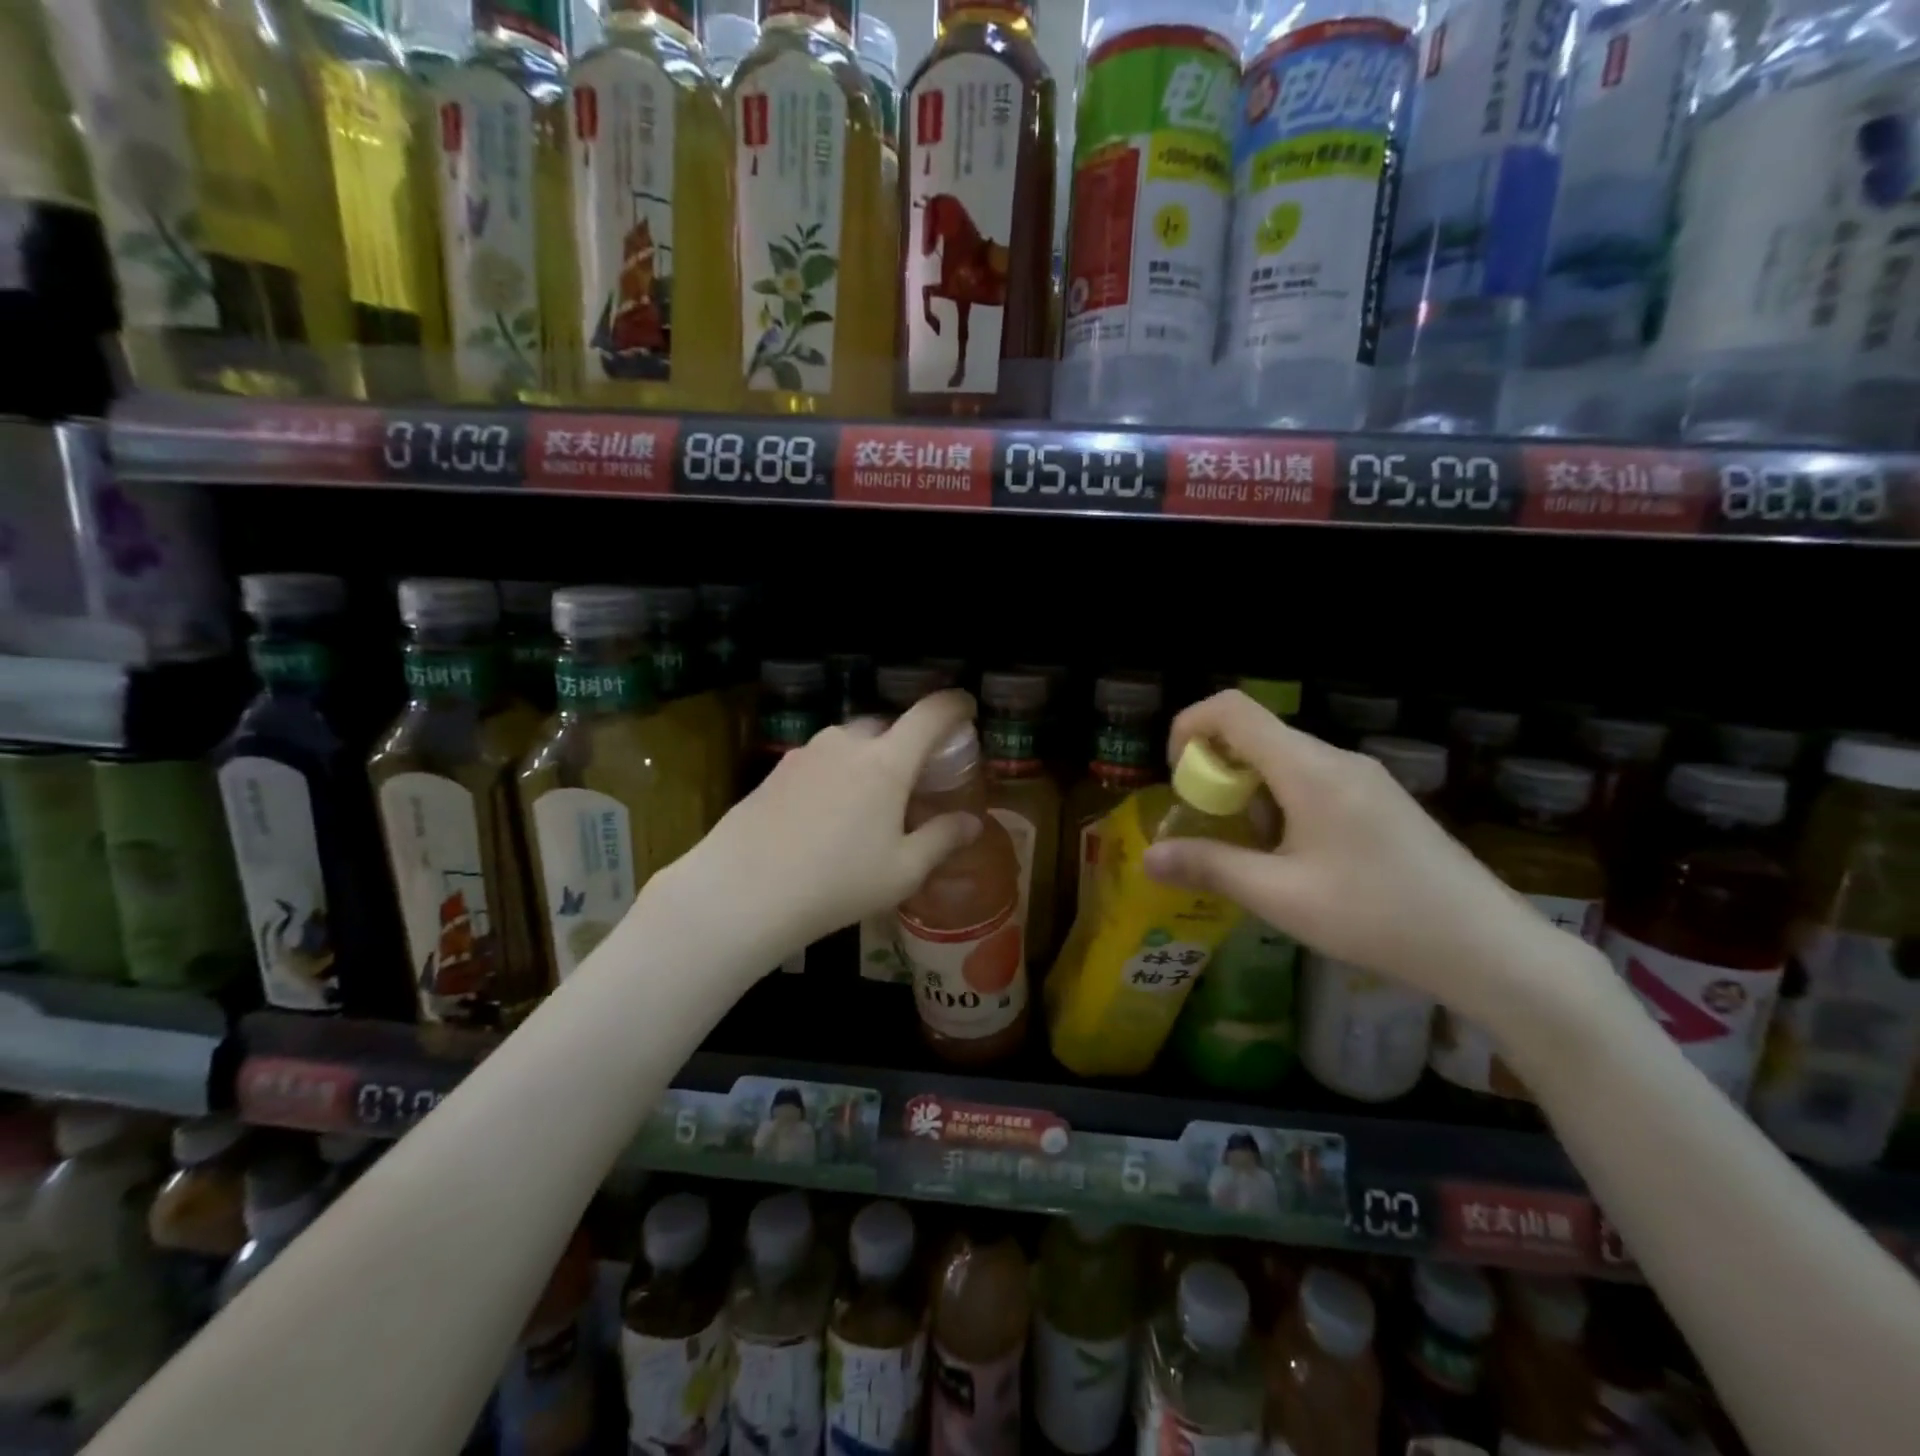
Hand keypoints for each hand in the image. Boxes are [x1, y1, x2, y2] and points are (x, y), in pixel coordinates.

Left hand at [646, 690, 984, 961]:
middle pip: (888, 726)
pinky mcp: (777, 769)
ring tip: (869, 802)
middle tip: (915, 777)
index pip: (930, 714)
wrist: (743, 891)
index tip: (967, 707)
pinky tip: (827, 814)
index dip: (955, 705)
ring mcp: (807, 752)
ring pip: (850, 743)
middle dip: (908, 742)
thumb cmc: (837, 882)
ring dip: (868, 759)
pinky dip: (837, 773)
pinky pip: (821, 760)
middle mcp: (847, 743)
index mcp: (886, 761)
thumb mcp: (902, 871)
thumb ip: (942, 839)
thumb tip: (972, 823)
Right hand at [1142, 690, 1585, 1019]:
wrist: (1489, 949)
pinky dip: (1281, 806)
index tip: (1179, 778)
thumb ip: (1210, 867)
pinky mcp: (1379, 801)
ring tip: (1256, 857)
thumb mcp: (1281, 896)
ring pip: (1283, 762)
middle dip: (1216, 774)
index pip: (1232, 709)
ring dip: (1250, 796)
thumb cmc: (1377, 917)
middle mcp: (1336, 760)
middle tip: (1212, 829)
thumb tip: (1149, 857)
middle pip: (1255, 735)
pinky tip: (1296, 862)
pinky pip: (1312, 782)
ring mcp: (1363, 779)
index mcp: (1309, 769)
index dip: (1189, 727)